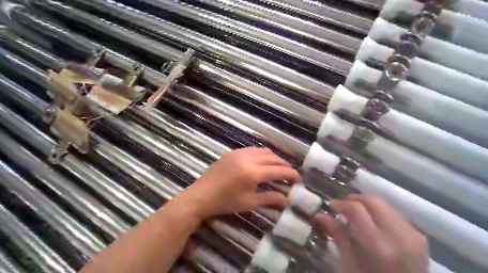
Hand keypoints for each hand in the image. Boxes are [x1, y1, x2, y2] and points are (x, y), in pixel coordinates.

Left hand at [174, 147, 296, 219]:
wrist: (202, 195)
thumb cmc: (226, 202)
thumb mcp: (250, 202)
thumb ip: (270, 198)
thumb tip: (287, 200)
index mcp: (253, 172)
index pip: (278, 170)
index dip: (291, 174)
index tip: (299, 178)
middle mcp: (248, 158)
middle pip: (273, 158)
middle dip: (284, 164)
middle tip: (290, 172)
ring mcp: (239, 153)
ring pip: (263, 151)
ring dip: (273, 157)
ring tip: (278, 166)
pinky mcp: (233, 152)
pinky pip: (252, 149)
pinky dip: (262, 154)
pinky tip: (262, 161)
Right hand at [317, 195, 428, 272]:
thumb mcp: (350, 263)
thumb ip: (337, 234)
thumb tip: (319, 215)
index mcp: (379, 245)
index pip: (357, 209)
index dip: (341, 203)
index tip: (332, 206)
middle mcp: (399, 235)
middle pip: (373, 202)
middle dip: (355, 200)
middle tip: (343, 207)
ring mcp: (413, 235)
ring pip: (384, 205)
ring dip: (367, 206)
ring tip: (357, 215)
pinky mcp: (420, 236)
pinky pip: (395, 214)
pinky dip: (380, 213)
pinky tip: (373, 223)